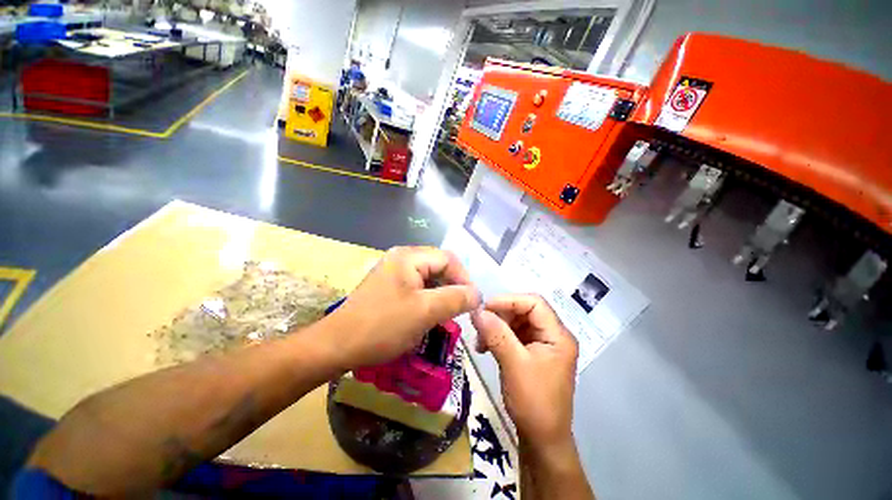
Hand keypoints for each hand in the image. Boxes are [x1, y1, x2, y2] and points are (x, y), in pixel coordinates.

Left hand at [325, 246, 480, 368]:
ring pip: (429, 278)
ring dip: (441, 295)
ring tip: (447, 314)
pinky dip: (428, 299)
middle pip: (439, 267)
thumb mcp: (425, 311)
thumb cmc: (383, 326)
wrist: (337, 345)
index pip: (449, 259)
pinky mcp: (389, 286)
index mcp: (409, 256)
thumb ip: (456, 299)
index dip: (464, 279)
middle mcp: (401, 258)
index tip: (472, 302)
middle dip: (453, 287)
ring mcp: (394, 271)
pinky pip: (417, 287)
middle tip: (461, 310)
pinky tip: (429, 315)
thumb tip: (477, 294)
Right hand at [471, 294, 577, 448]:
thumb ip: (496, 334)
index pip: (534, 303)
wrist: (542, 440)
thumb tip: (476, 311)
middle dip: (500, 315)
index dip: (508, 300)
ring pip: (516, 322)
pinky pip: (513, 335)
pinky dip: (498, 337)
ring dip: (496, 327)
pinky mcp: (532, 353)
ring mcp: (543, 344)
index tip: (485, 308)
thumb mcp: (514, 364)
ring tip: (480, 341)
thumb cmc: (534, 402)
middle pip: (524, 310)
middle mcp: (553, 335)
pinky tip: (485, 347)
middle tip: (479, 326)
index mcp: (558, 335)